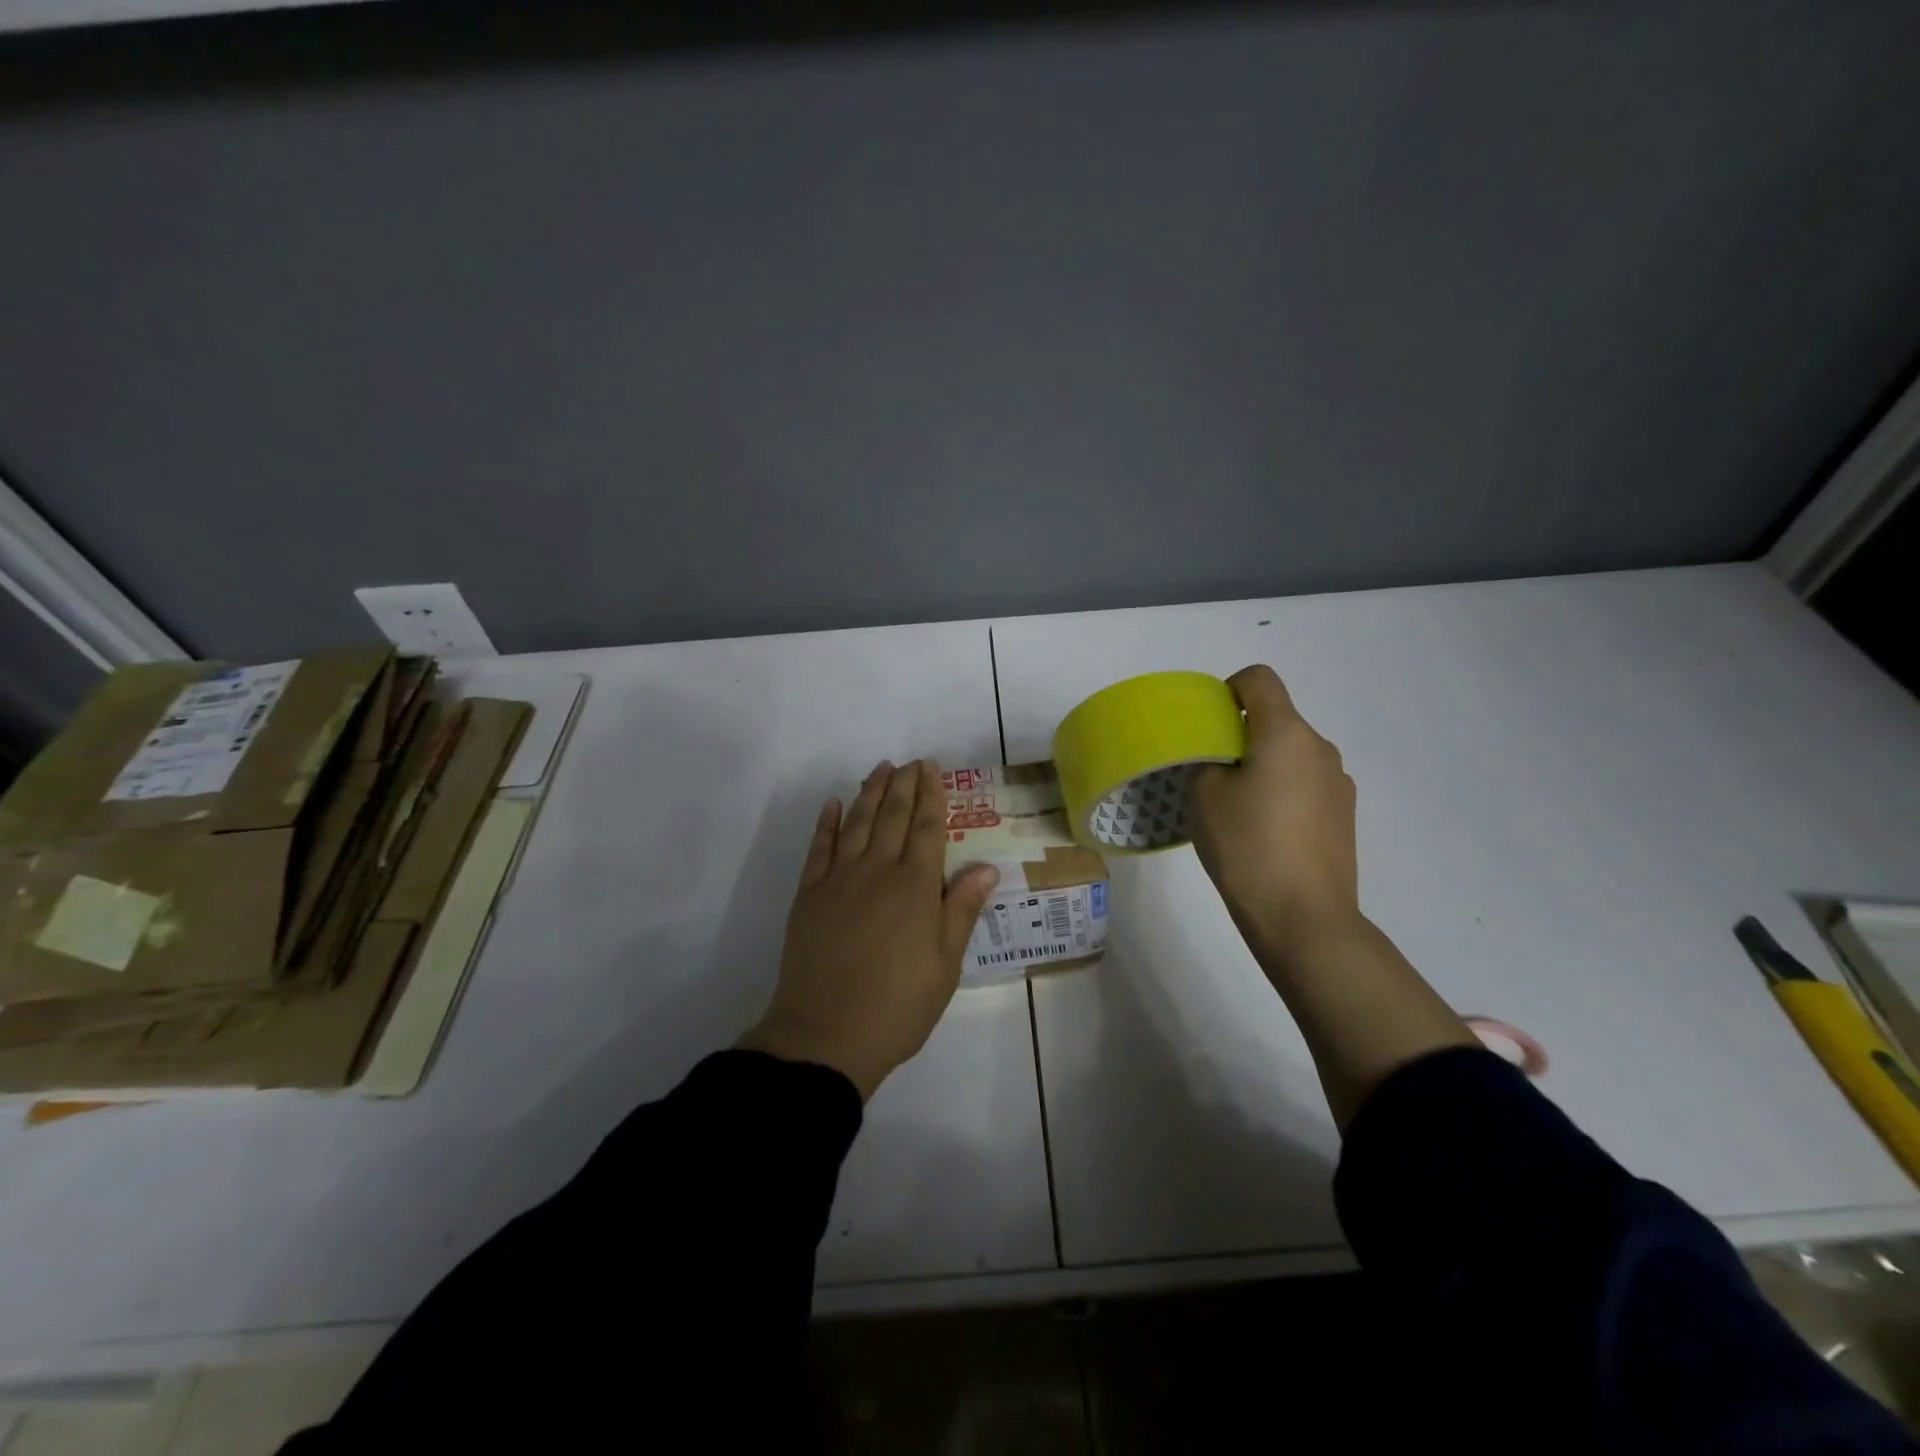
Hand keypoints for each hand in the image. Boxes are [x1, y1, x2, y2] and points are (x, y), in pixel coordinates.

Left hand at [737, 760, 1000, 1099]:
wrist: (826, 1033)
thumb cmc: (898, 1004)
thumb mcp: (945, 964)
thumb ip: (961, 909)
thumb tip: (986, 867)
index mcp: (915, 886)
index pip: (927, 828)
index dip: (931, 796)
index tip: (931, 769)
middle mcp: (877, 870)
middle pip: (892, 816)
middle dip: (903, 784)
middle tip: (910, 761)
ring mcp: (838, 879)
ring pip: (856, 823)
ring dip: (869, 792)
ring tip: (879, 769)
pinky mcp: (808, 894)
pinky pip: (819, 847)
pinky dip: (827, 822)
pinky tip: (833, 804)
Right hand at [1188, 665, 1361, 961]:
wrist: (1304, 917)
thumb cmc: (1247, 847)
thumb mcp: (1204, 796)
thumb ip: (1207, 761)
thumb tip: (1223, 761)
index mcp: (1287, 733)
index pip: (1259, 679)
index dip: (1228, 689)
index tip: (1207, 725)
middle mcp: (1320, 749)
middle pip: (1276, 719)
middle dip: (1241, 735)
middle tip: (1211, 774)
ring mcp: (1339, 783)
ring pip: (1291, 754)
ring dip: (1263, 766)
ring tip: (1239, 810)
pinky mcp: (1344, 815)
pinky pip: (1305, 784)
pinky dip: (1282, 792)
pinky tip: (1266, 832)